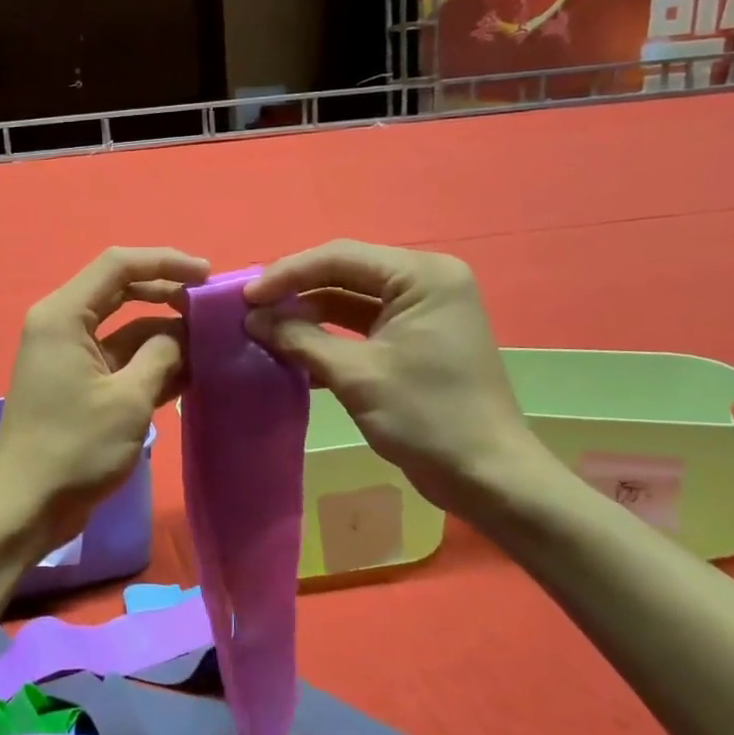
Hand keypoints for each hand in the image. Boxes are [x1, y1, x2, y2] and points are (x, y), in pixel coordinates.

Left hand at [0, 247, 209, 560]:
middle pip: (121, 290)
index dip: (165, 261)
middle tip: (211, 308)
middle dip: (167, 294)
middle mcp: (62, 324)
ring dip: (164, 333)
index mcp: (63, 315)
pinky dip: (151, 361)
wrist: (27, 507)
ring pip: (125, 327)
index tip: (207, 276)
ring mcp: (71, 354)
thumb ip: (161, 356)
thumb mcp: (128, 400)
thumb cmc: (74, 448)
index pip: (118, 264)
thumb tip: (185, 333)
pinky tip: (192, 371)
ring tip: (212, 341)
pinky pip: (120, 358)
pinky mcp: (79, 382)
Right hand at [243, 240, 536, 511]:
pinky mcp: (414, 338)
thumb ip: (300, 339)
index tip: (246, 297)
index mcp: (422, 276)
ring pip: (349, 299)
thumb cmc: (427, 417)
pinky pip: (361, 324)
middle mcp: (424, 281)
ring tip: (263, 329)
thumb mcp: (356, 375)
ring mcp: (421, 310)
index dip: (288, 274)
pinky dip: (328, 335)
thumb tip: (252, 319)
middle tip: (250, 310)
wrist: (487, 477)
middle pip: (344, 272)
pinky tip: (291, 352)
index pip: (340, 257)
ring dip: (307, 314)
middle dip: (295, 291)